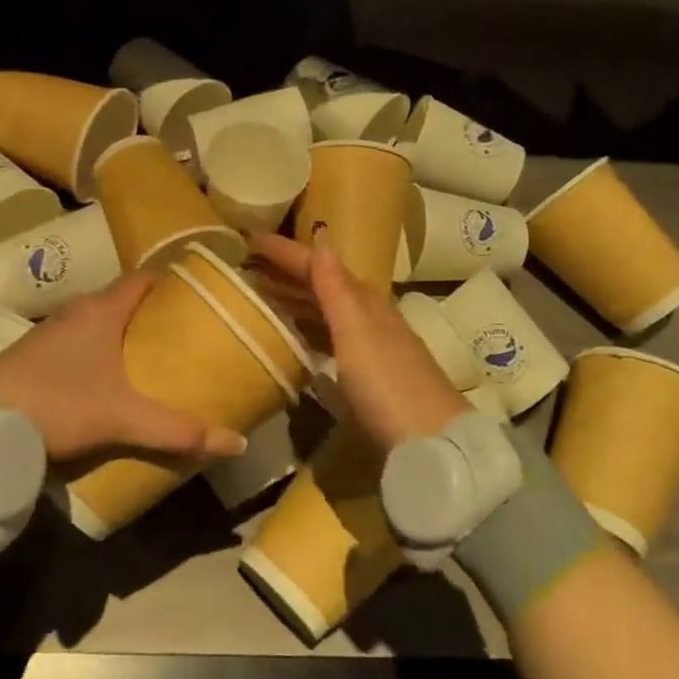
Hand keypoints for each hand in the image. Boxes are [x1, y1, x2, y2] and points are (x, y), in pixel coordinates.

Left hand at [0, 273, 249, 463]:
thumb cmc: (56, 404)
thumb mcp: (122, 419)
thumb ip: (178, 430)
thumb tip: (237, 443)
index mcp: (101, 310)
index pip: (145, 278)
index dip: (175, 283)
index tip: (201, 298)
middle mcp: (77, 311)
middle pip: (126, 301)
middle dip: (156, 315)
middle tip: (188, 336)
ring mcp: (52, 332)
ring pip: (101, 323)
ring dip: (126, 335)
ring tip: (157, 359)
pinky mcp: (35, 355)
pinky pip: (80, 343)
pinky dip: (102, 352)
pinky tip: (111, 380)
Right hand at [248, 232, 467, 449]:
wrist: (430, 441)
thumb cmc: (387, 383)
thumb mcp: (356, 332)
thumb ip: (335, 288)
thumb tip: (321, 237)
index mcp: (365, 302)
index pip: (320, 266)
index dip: (286, 252)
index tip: (249, 240)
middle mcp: (369, 318)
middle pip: (324, 286)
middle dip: (287, 273)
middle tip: (248, 266)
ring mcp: (370, 347)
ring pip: (326, 311)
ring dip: (296, 299)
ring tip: (262, 296)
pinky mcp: (368, 375)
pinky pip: (329, 337)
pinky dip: (308, 328)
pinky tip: (295, 338)